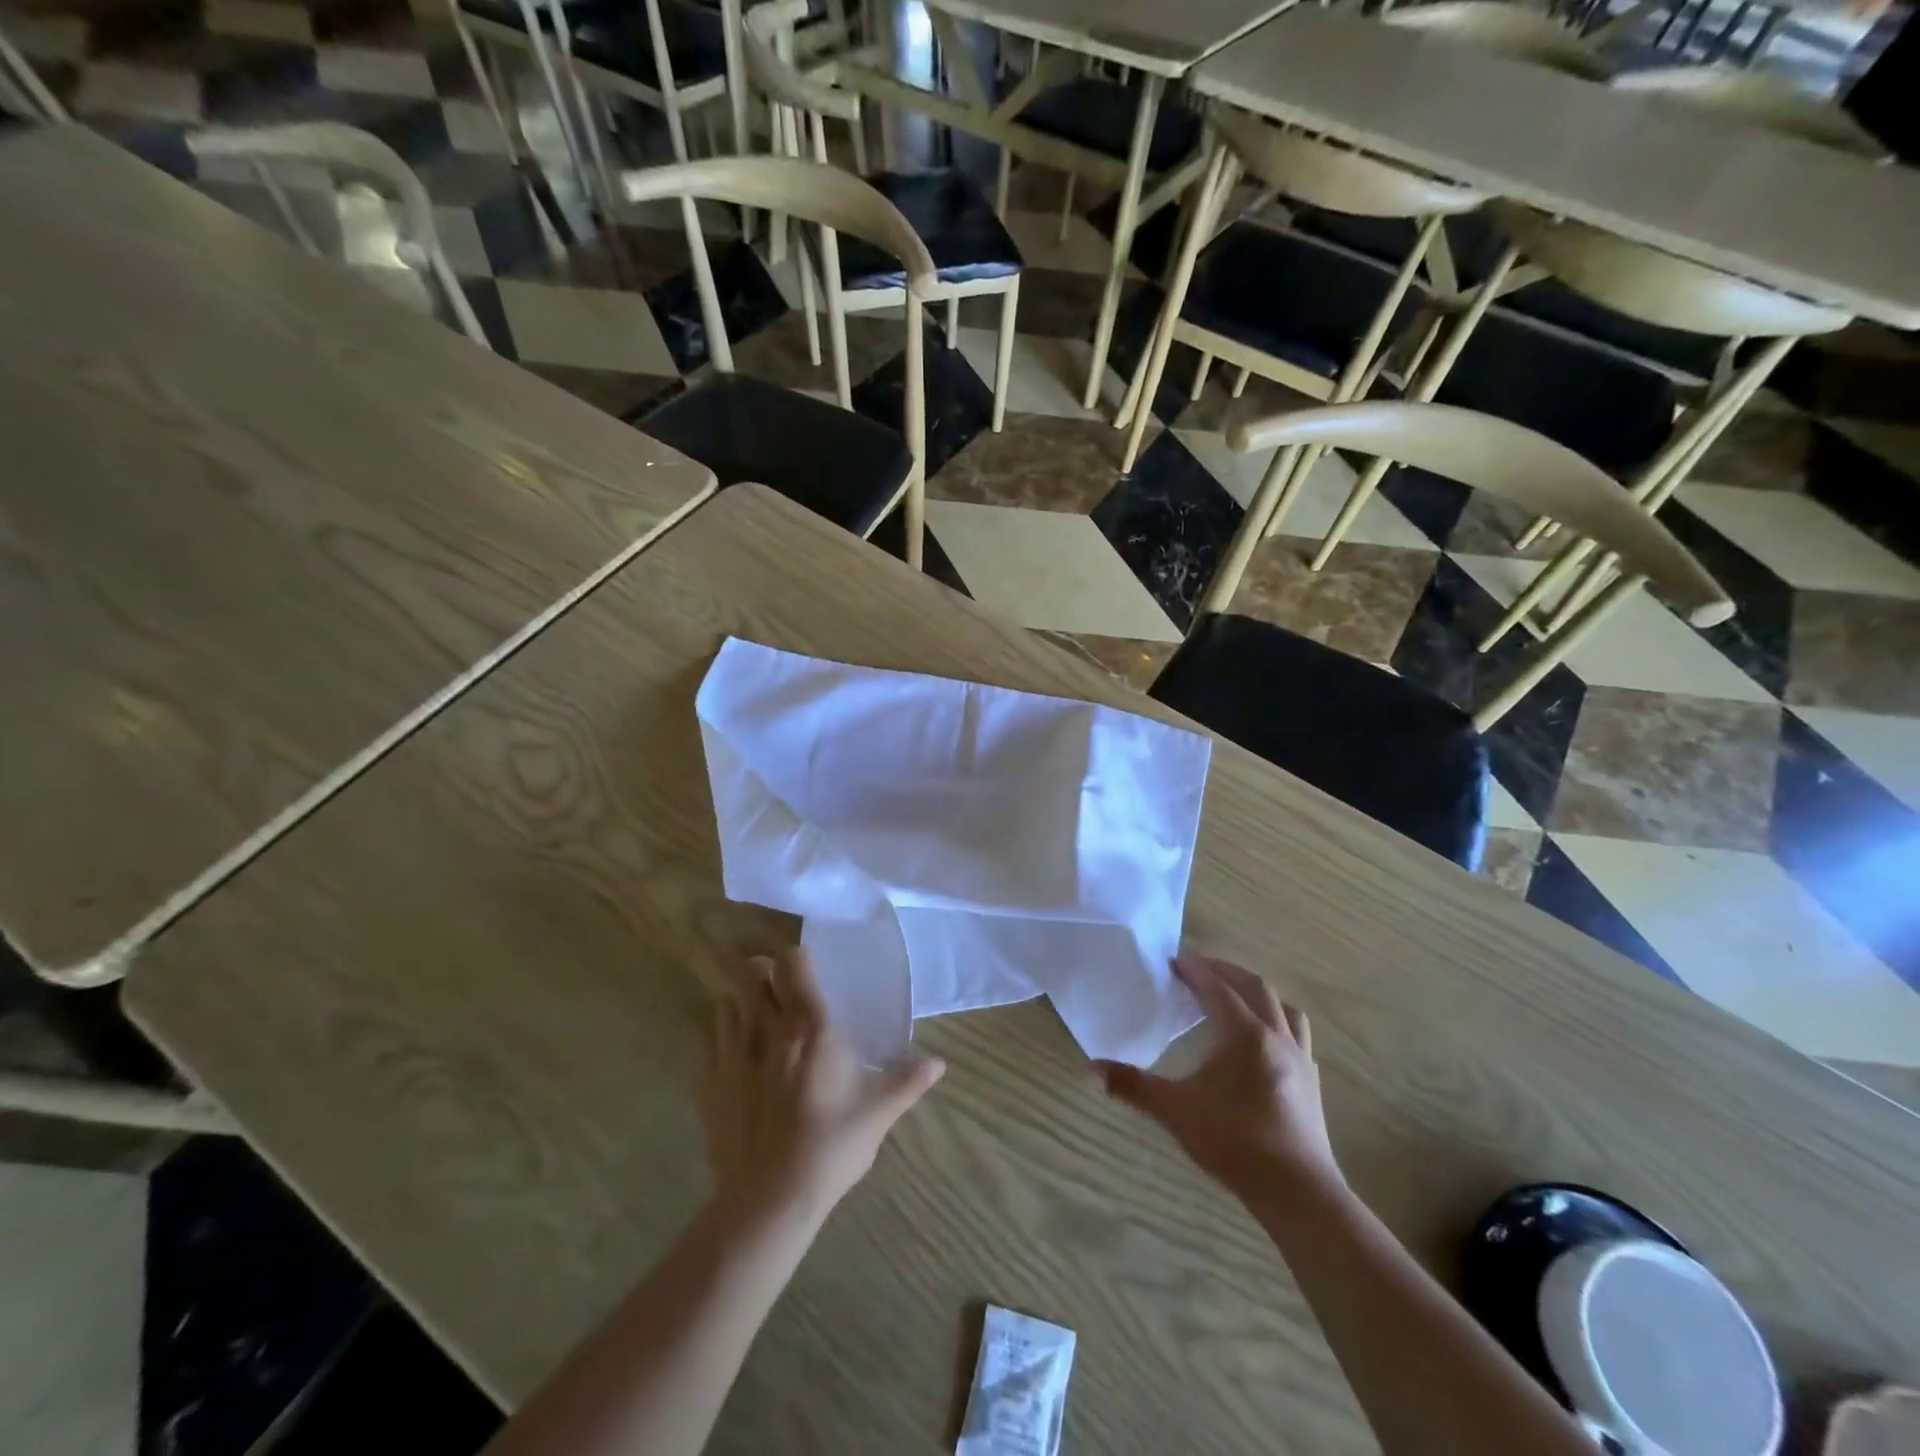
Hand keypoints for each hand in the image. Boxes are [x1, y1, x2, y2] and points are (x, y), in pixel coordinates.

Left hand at [700, 948, 944, 1223]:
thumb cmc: (830, 1148)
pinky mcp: (710, 1084)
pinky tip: (741, 1066)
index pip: (793, 965)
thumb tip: (939, 1063)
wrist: (768, 1201)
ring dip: (743, 1004)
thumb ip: (906, 1082)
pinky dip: (724, 1042)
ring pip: (727, 1004)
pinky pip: (712, 1044)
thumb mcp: (877, 1115)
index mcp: (810, 1029)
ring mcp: (732, 1055)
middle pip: (751, 973)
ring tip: (761, 1025)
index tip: (810, 970)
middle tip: (781, 991)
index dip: (798, 959)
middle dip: (763, 972)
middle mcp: (768, 1030)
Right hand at [1095, 955, 1340, 1202]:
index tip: (1174, 959)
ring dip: (1257, 993)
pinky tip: (1266, 1041)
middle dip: (1225, 972)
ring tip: (1236, 997)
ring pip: (1283, 1007)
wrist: (1299, 1192)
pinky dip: (1278, 1022)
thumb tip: (1092, 1068)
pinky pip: (1297, 1034)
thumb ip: (1133, 1086)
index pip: (1216, 988)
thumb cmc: (1235, 1143)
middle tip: (1198, 970)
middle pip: (1254, 987)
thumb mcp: (1176, 1111)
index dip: (1194, 969)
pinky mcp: (1311, 1082)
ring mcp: (1299, 1058)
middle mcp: (1275, 1036)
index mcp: (1244, 1034)